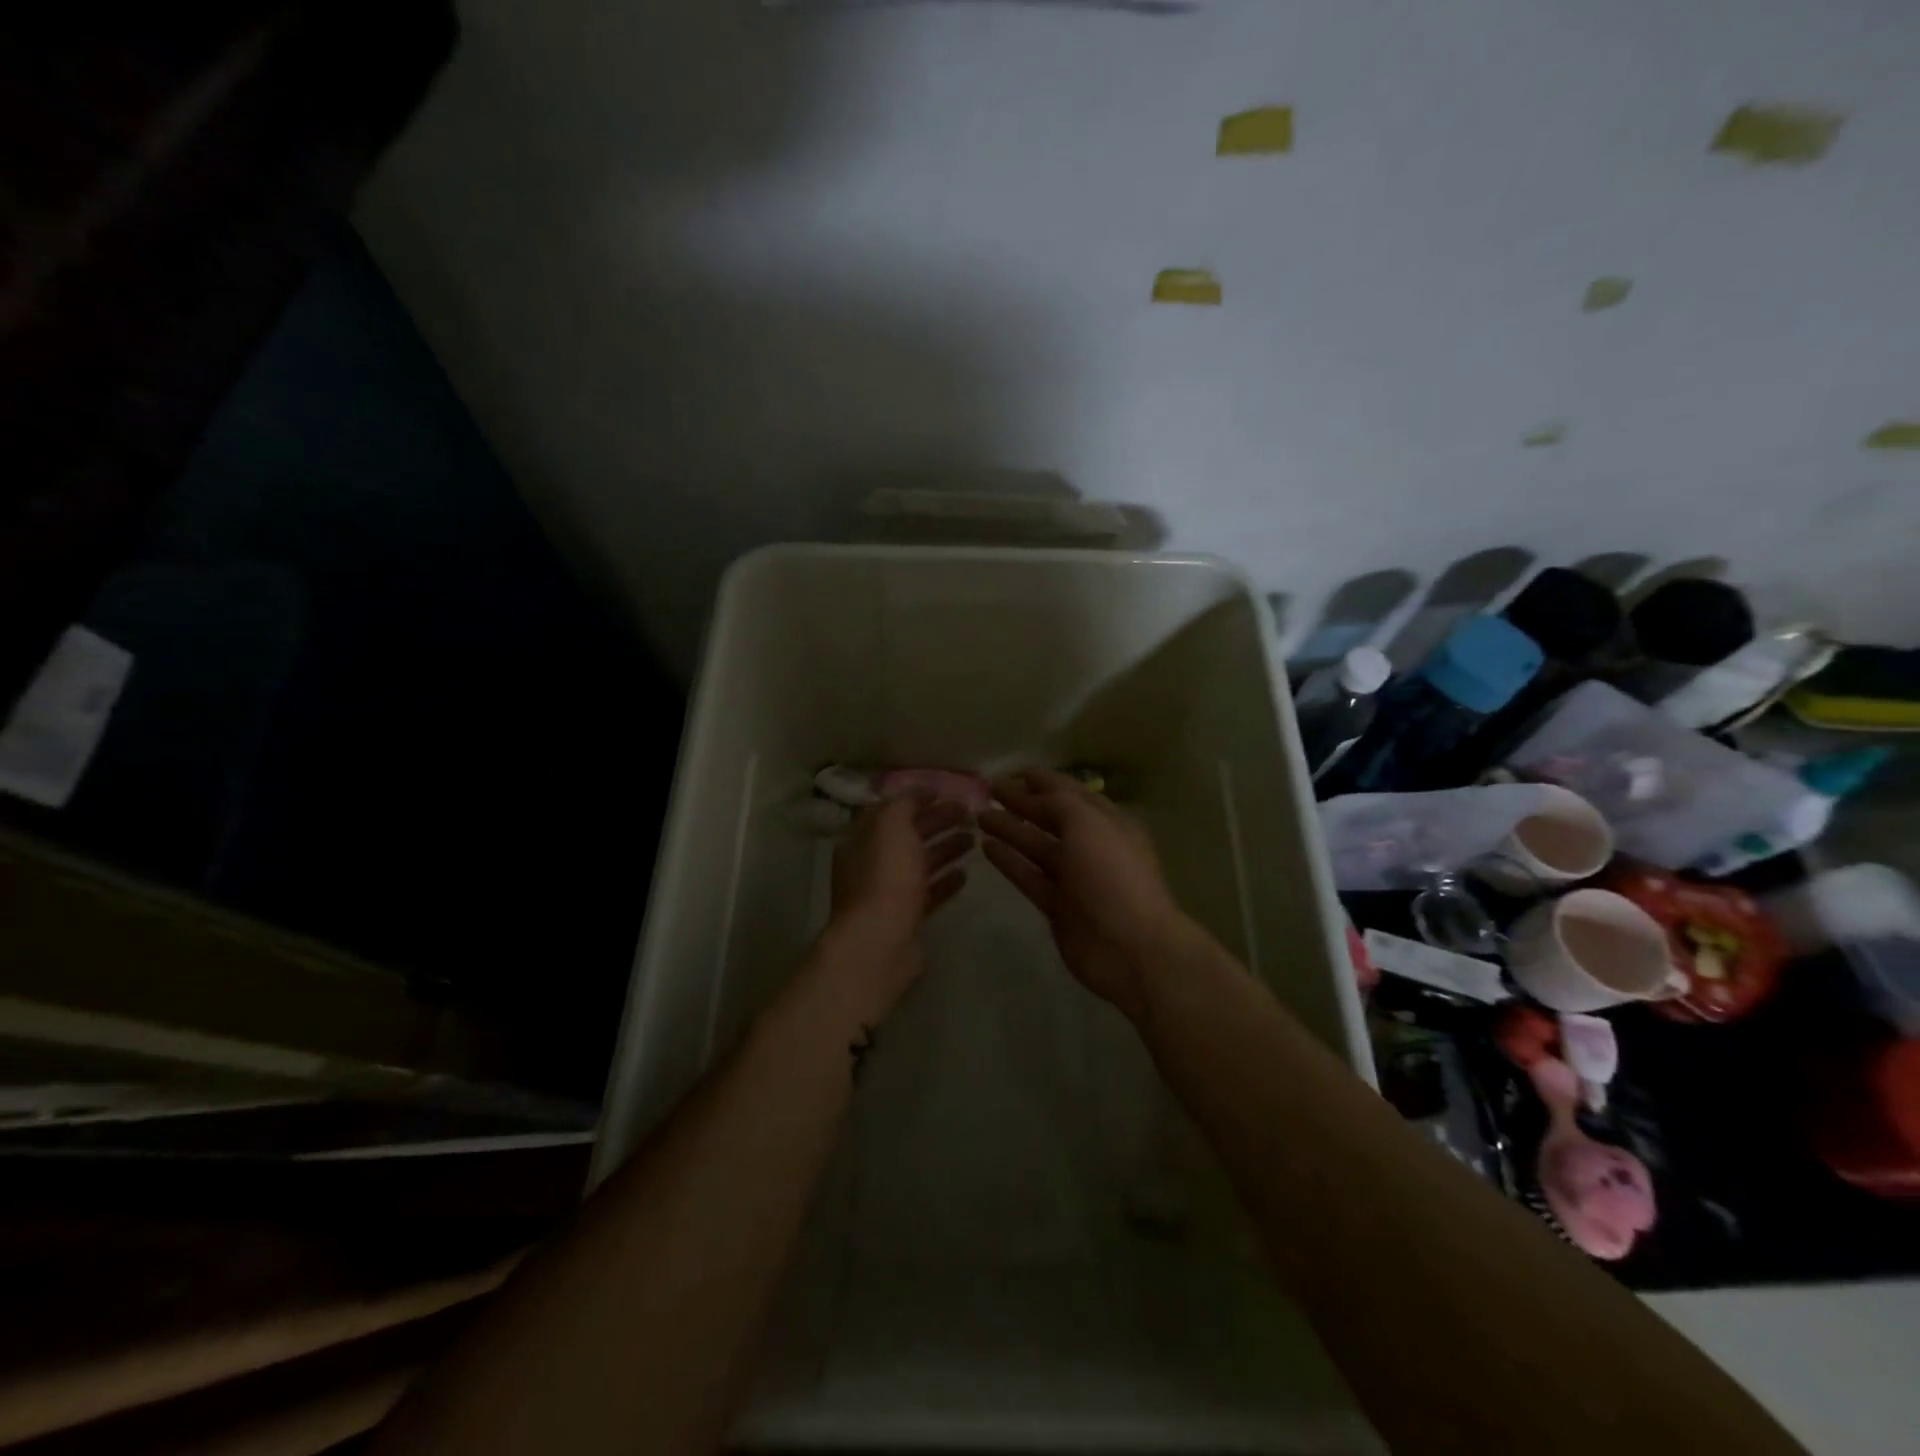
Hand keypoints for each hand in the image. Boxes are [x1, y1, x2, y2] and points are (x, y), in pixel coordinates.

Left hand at [820, 797, 970, 1021]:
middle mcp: (871, 864)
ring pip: (920, 863)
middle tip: (969, 813)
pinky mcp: (906, 919)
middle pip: (908, 835)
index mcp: (862, 839)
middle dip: (937, 821)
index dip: (918, 799)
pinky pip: (928, 893)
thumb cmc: (885, 878)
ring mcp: (888, 893)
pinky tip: (966, 874)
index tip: (949, 792)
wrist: (880, 943)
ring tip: (974, 838)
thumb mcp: (893, 827)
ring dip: (945, 848)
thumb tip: (920, 790)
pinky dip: (945, 881)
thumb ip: (906, 803)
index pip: (891, 811)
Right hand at [981, 770, 1195, 1020]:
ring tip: (978, 816)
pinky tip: (986, 847)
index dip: (1043, 781)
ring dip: (1010, 830)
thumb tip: (1034, 794)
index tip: (1013, 772)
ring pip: (1037, 847)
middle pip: (1051, 819)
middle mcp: (1092, 846)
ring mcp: (1074, 878)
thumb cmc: (1112, 875)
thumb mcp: (1088, 824)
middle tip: (987, 792)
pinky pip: (1029, 877)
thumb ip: (1059, 803)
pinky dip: (1009, 861)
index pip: (1071, 793)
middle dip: (1021, 803)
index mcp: (1108, 823)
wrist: (1130, 948)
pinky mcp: (1058, 907)